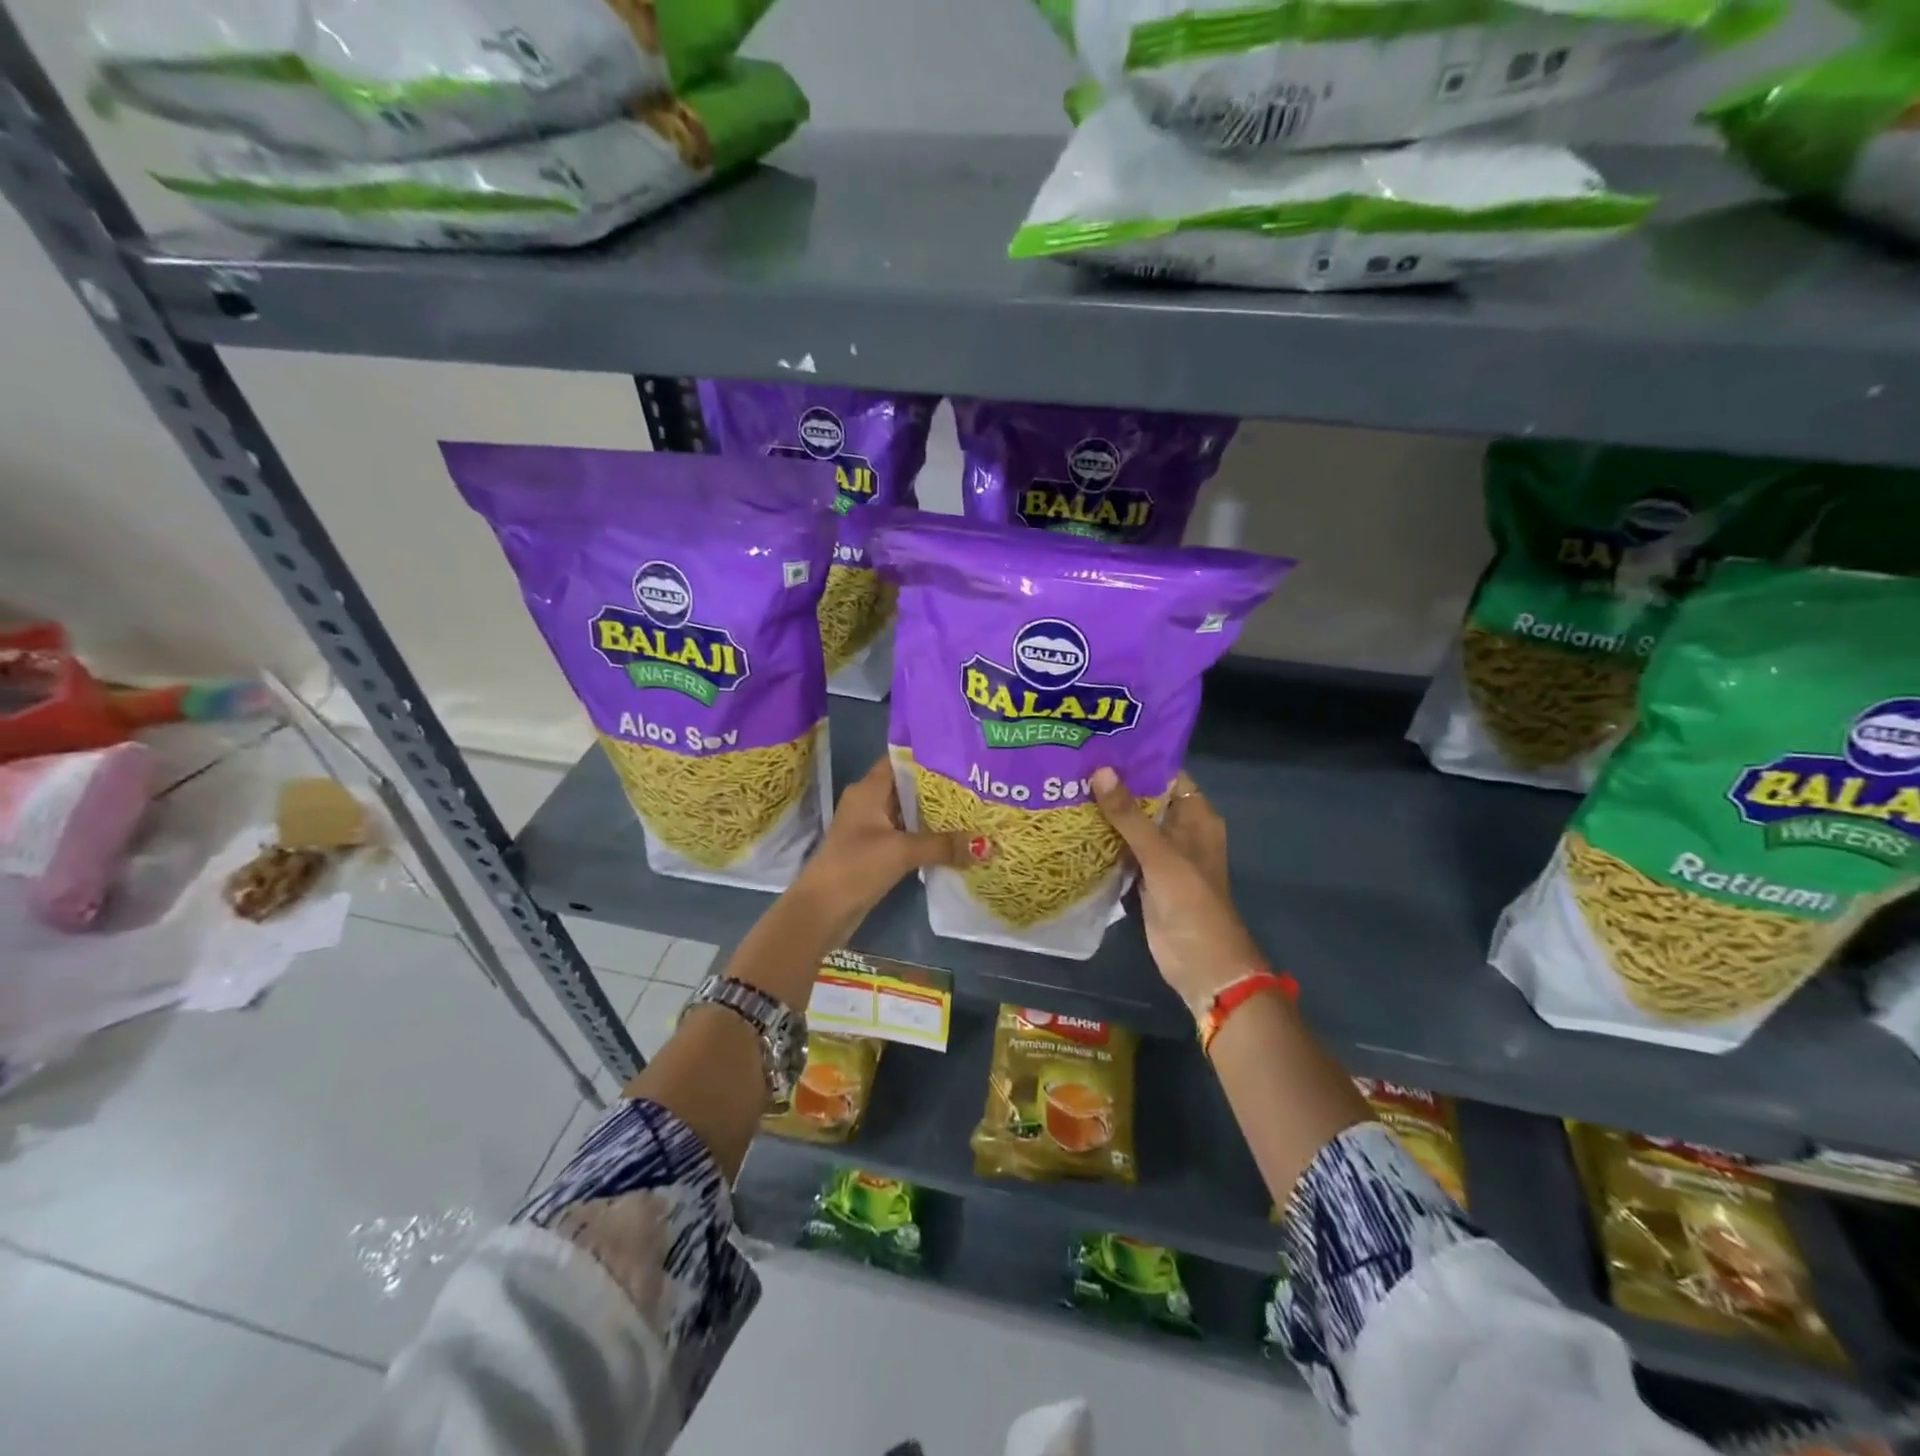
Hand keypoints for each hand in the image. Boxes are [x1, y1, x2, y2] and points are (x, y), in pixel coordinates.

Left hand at [797, 757, 986, 932]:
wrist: (821, 911)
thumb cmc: (856, 867)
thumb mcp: (902, 852)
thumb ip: (943, 845)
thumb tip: (987, 845)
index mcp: (869, 789)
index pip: (902, 760)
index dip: (930, 755)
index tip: (964, 756)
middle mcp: (869, 801)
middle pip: (909, 786)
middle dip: (941, 787)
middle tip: (979, 784)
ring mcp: (871, 827)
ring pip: (910, 812)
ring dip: (936, 814)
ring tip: (975, 809)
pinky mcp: (876, 850)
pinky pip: (907, 834)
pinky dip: (928, 835)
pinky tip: (955, 839)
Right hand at [1091, 768, 1266, 1007]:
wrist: (1201, 963)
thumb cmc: (1191, 901)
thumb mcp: (1160, 854)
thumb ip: (1128, 815)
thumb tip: (1099, 771)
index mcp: (1196, 816)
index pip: (1167, 775)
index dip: (1138, 759)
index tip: (1102, 742)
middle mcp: (1180, 830)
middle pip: (1146, 798)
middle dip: (1115, 783)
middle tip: (1075, 760)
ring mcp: (1162, 855)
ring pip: (1132, 824)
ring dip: (1106, 811)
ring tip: (1067, 784)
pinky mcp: (1144, 877)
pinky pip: (1123, 849)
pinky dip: (1104, 838)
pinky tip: (1073, 823)